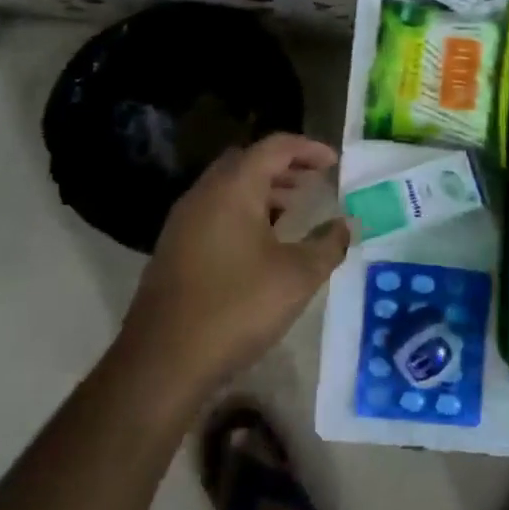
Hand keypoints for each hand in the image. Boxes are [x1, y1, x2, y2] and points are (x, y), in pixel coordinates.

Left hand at [117, 133, 350, 404]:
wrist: (162, 362)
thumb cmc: (237, 308)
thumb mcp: (297, 276)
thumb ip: (328, 245)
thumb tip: (345, 225)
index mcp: (233, 189)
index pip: (275, 147)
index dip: (308, 149)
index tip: (335, 162)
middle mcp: (203, 194)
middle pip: (248, 161)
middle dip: (285, 166)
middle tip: (314, 182)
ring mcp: (183, 222)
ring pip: (229, 188)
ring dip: (264, 190)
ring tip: (295, 210)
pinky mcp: (174, 249)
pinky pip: (215, 212)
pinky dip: (244, 211)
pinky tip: (263, 244)